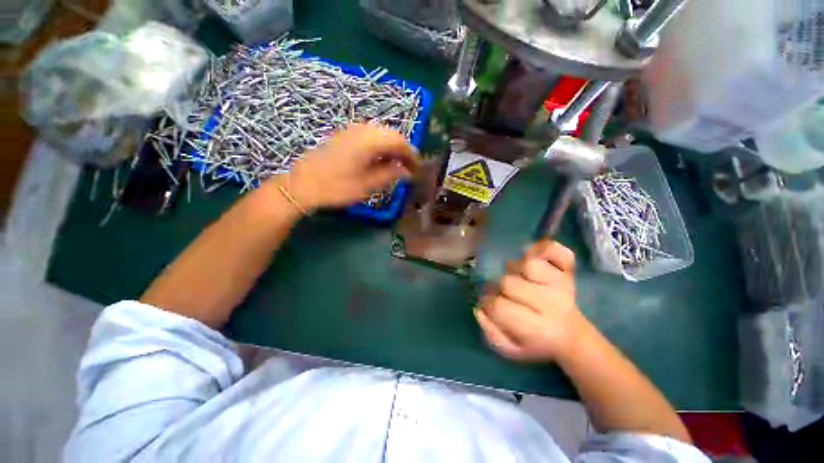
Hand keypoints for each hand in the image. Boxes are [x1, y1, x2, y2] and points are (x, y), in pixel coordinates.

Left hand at [282, 124, 418, 209]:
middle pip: (392, 134)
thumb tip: (407, 171)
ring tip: (396, 166)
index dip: (412, 156)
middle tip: (409, 169)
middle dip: (403, 151)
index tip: (418, 170)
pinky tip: (379, 160)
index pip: (400, 142)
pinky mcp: (345, 135)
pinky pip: (370, 136)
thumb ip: (390, 174)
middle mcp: (362, 129)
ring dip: (392, 148)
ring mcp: (352, 130)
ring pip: (381, 134)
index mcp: (370, 140)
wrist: (302, 183)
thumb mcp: (368, 185)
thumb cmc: (337, 187)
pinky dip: (380, 147)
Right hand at [475, 240, 589, 361]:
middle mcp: (551, 304)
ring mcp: (562, 283)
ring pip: (527, 263)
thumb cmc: (536, 342)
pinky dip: (542, 248)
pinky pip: (553, 249)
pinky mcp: (569, 270)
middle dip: (498, 287)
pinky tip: (535, 256)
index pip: (498, 306)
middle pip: (508, 282)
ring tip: (519, 278)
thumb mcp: (510, 349)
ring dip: (515, 268)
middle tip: (504, 293)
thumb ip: (490, 332)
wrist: (572, 335)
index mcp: (537, 329)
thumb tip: (479, 308)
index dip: (487, 303)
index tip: (489, 305)